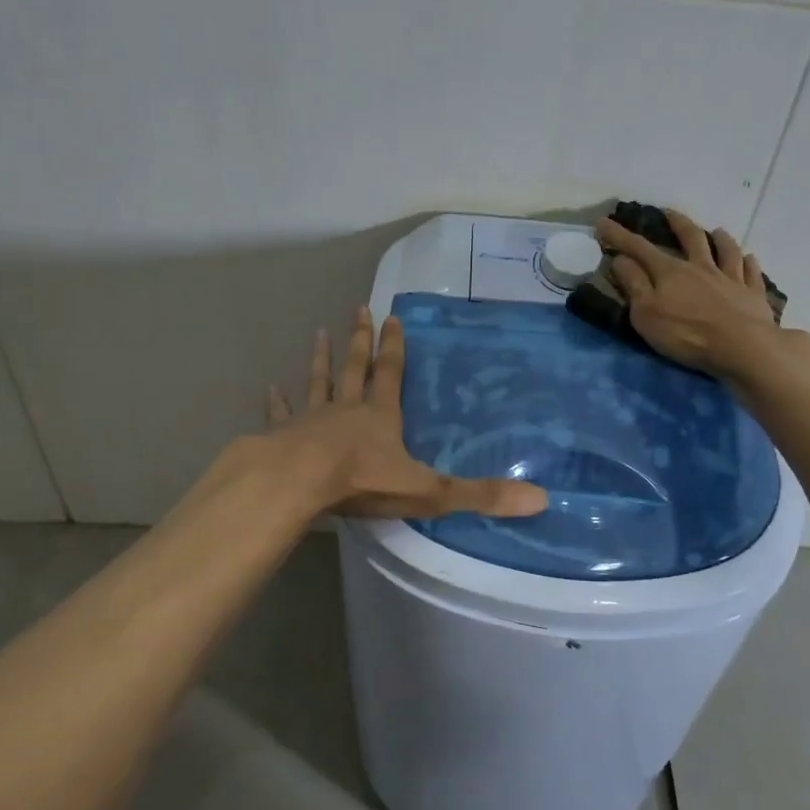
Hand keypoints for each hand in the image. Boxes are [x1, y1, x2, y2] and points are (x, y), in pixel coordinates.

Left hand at [266, 307, 549, 519]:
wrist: (299, 484)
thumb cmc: (363, 482)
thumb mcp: (430, 491)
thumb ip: (480, 495)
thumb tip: (539, 500)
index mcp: (381, 416)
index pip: (391, 374)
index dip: (394, 347)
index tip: (392, 317)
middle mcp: (347, 410)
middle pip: (355, 368)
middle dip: (360, 341)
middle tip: (359, 309)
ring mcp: (311, 420)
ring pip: (319, 382)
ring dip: (320, 359)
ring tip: (319, 333)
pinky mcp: (283, 437)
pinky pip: (282, 414)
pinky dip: (277, 402)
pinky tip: (270, 389)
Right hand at [599, 208, 809, 383]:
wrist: (743, 347)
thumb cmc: (687, 334)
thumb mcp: (647, 314)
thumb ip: (634, 285)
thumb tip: (621, 259)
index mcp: (671, 272)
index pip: (639, 248)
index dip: (619, 235)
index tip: (603, 222)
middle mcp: (701, 268)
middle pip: (690, 238)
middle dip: (677, 224)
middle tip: (670, 212)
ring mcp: (731, 279)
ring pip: (726, 251)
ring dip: (720, 239)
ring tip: (718, 231)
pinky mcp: (753, 295)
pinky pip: (751, 273)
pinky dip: (750, 263)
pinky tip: (750, 259)